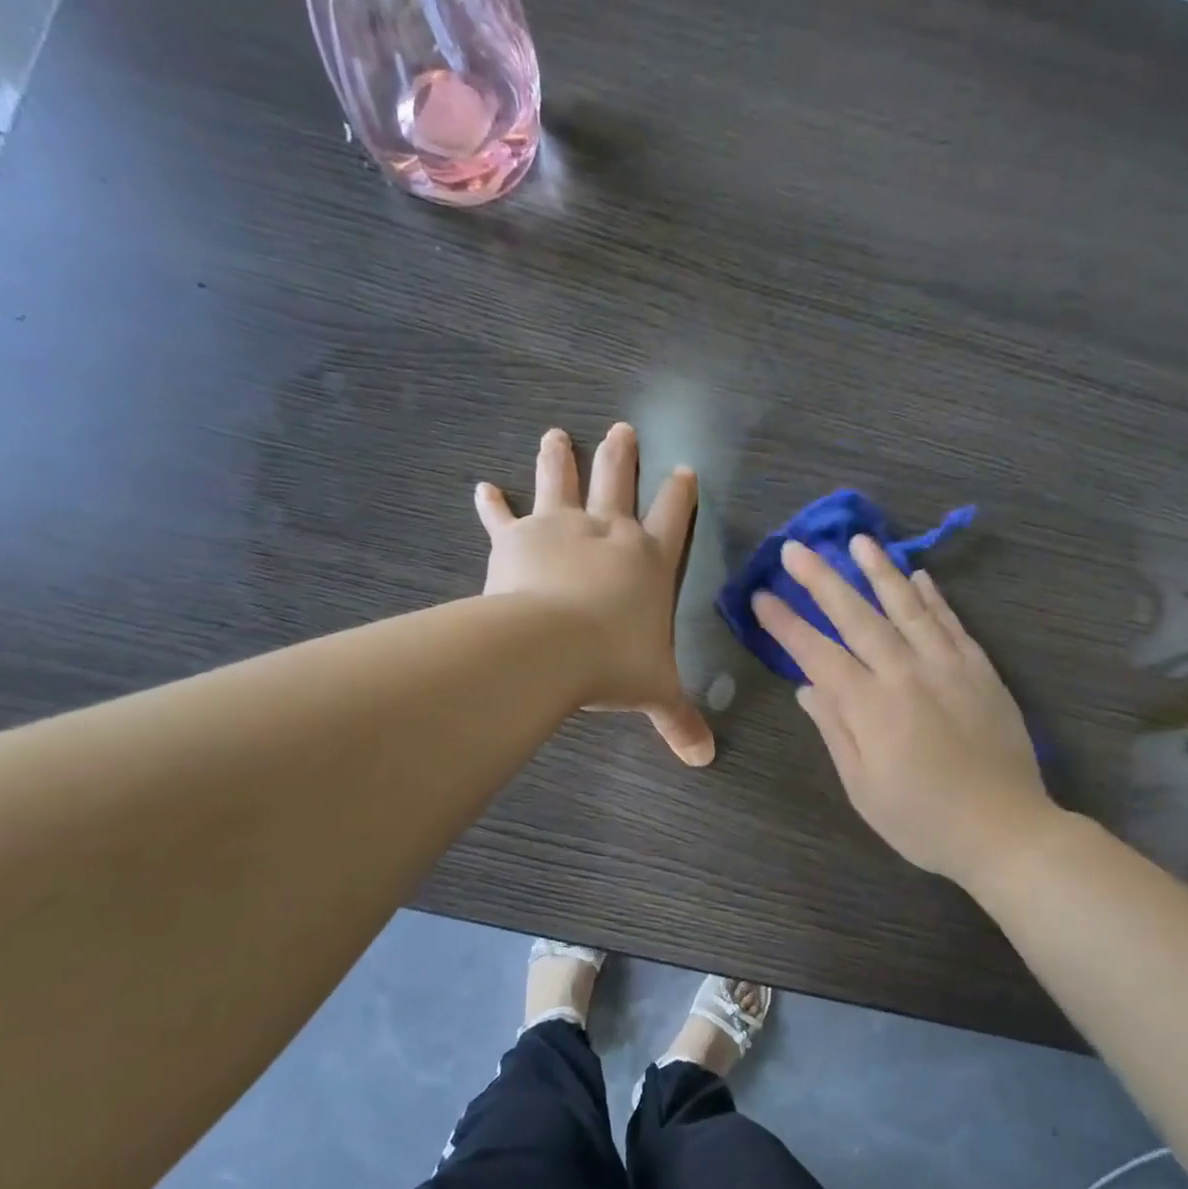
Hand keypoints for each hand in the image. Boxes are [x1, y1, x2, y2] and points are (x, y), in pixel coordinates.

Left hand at [475, 423, 714, 766]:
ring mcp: (561, 529)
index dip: (680, 494)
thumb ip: (680, 720)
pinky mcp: (517, 540)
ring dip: (560, 458)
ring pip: (562, 483)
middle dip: (621, 457)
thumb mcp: (656, 691)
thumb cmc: (615, 662)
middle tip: (621, 429)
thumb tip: (705, 759)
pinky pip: (504, 518)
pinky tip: (482, 488)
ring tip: (556, 434)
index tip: (684, 469)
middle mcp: (609, 533)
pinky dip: (492, 505)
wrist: (551, 646)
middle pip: (618, 483)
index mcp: (649, 560)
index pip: (674, 518)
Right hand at [754, 537, 1046, 881]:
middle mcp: (906, 674)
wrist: (1005, 830)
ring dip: (880, 571)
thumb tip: (806, 688)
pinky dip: (934, 597)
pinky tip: (920, 576)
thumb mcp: (863, 787)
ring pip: (908, 606)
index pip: (817, 653)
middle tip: (796, 548)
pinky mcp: (981, 670)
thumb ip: (835, 731)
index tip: (762, 596)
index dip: (786, 624)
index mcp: (870, 707)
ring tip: (859, 541)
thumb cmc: (922, 821)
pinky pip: (952, 623)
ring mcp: (948, 666)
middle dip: (822, 580)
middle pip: (857, 616)